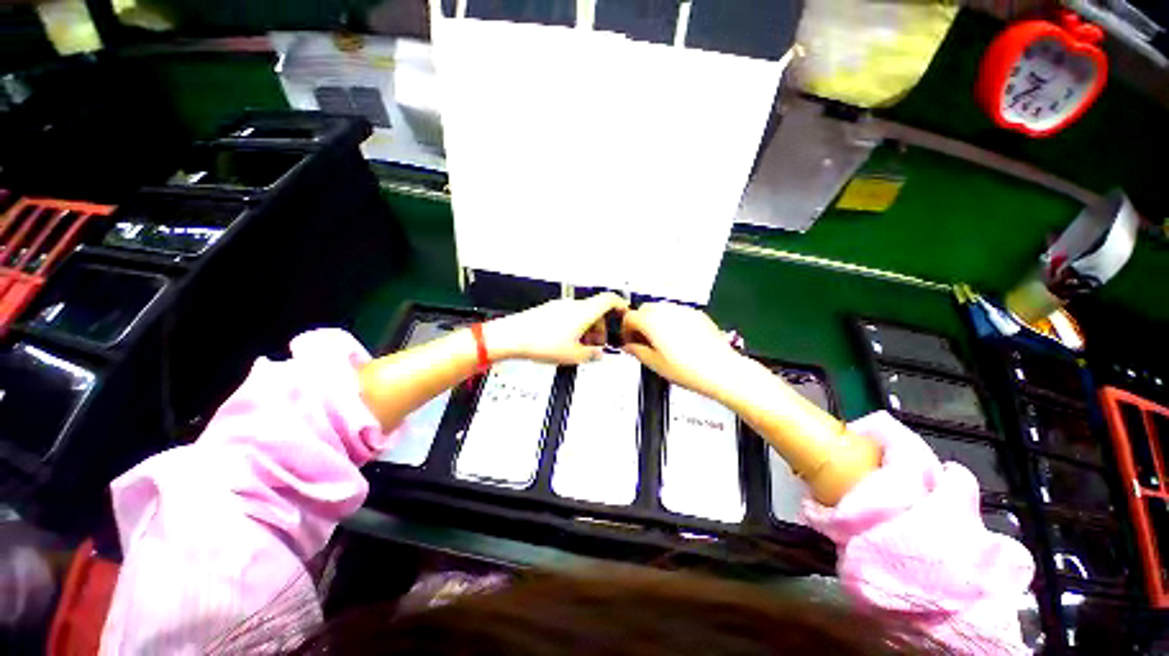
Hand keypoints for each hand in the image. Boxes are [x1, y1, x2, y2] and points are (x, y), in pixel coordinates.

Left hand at [484, 293, 627, 364]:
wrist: (511, 336)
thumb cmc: (541, 343)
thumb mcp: (573, 356)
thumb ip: (591, 355)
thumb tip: (598, 354)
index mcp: (584, 312)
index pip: (609, 299)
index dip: (620, 304)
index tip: (625, 312)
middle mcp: (573, 305)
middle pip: (595, 310)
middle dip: (601, 327)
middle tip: (598, 345)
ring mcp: (559, 306)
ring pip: (581, 313)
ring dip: (587, 328)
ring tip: (581, 347)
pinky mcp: (548, 310)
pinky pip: (568, 315)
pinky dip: (574, 326)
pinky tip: (566, 342)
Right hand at [621, 303, 742, 400]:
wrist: (721, 370)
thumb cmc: (686, 369)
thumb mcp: (654, 364)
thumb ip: (636, 351)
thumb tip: (629, 346)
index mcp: (651, 321)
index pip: (629, 317)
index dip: (626, 330)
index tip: (630, 341)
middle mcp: (666, 310)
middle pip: (644, 309)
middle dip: (640, 322)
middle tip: (644, 341)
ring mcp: (683, 310)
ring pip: (661, 308)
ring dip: (656, 320)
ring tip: (662, 341)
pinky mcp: (697, 314)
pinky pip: (677, 312)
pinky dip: (672, 321)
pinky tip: (679, 339)